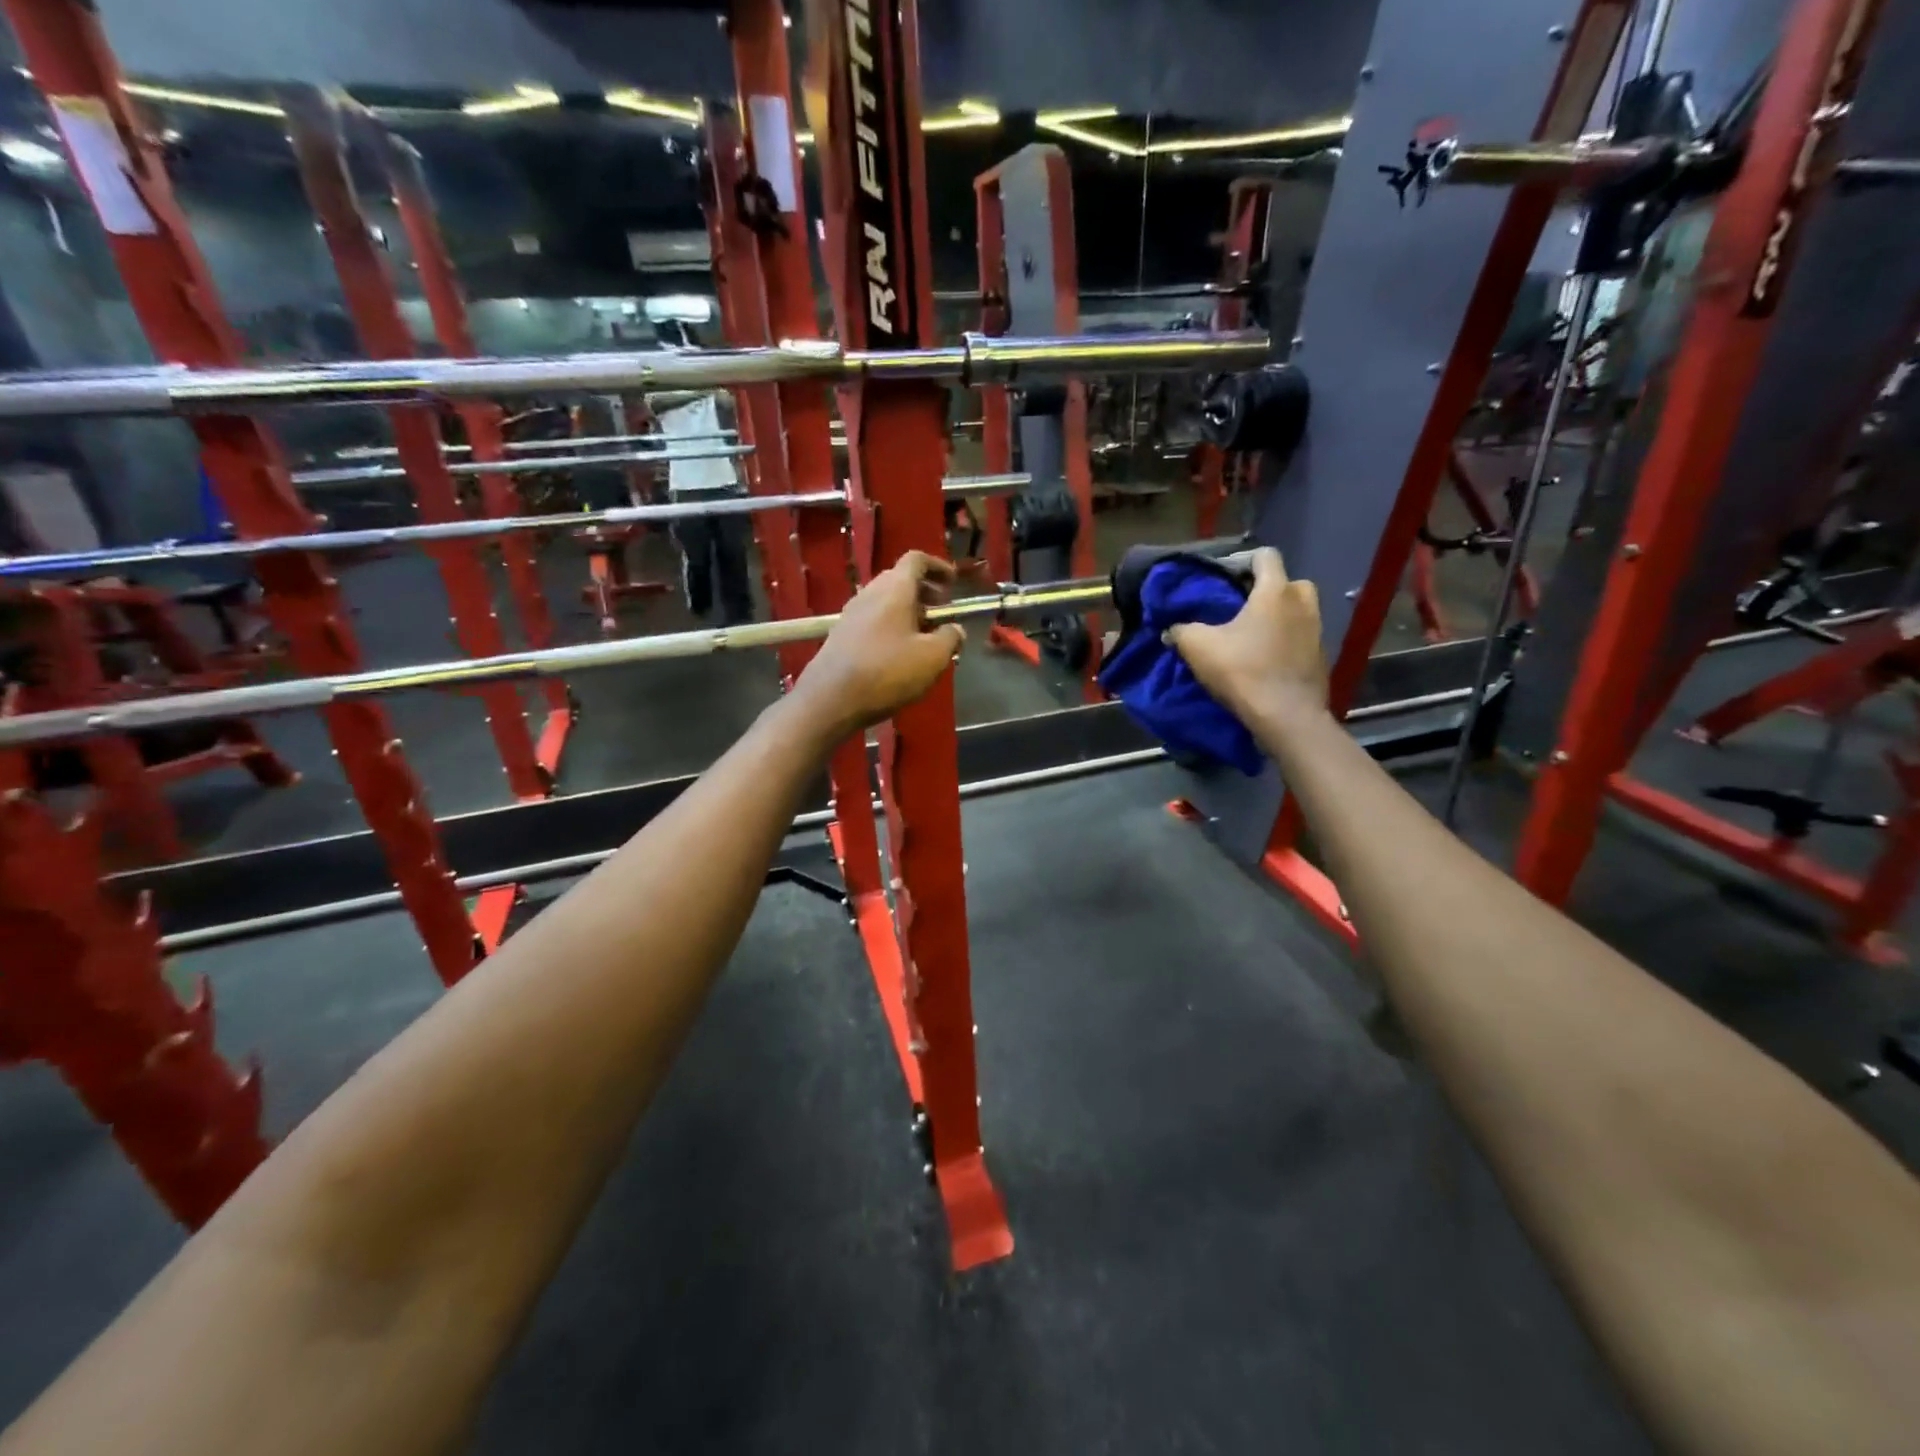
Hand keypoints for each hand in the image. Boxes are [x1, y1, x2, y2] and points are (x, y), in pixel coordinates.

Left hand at [791, 550, 965, 736]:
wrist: (830, 698)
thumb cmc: (887, 671)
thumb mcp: (932, 657)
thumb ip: (950, 638)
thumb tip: (956, 630)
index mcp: (895, 588)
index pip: (916, 559)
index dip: (938, 566)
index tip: (953, 584)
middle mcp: (870, 592)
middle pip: (900, 579)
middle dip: (925, 592)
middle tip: (942, 613)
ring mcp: (851, 613)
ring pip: (885, 601)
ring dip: (908, 612)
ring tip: (924, 638)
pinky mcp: (841, 635)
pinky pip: (872, 620)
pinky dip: (891, 626)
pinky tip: (899, 653)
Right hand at [1168, 547, 1328, 729]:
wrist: (1287, 717)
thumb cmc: (1244, 671)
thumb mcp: (1199, 648)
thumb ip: (1181, 631)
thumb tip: (1170, 630)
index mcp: (1276, 590)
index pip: (1265, 556)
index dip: (1242, 563)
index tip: (1223, 581)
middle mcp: (1303, 602)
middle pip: (1284, 583)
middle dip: (1263, 591)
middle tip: (1239, 610)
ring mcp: (1318, 630)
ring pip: (1295, 611)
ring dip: (1276, 618)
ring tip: (1250, 637)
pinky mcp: (1321, 657)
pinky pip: (1300, 638)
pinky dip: (1285, 642)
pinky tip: (1265, 661)